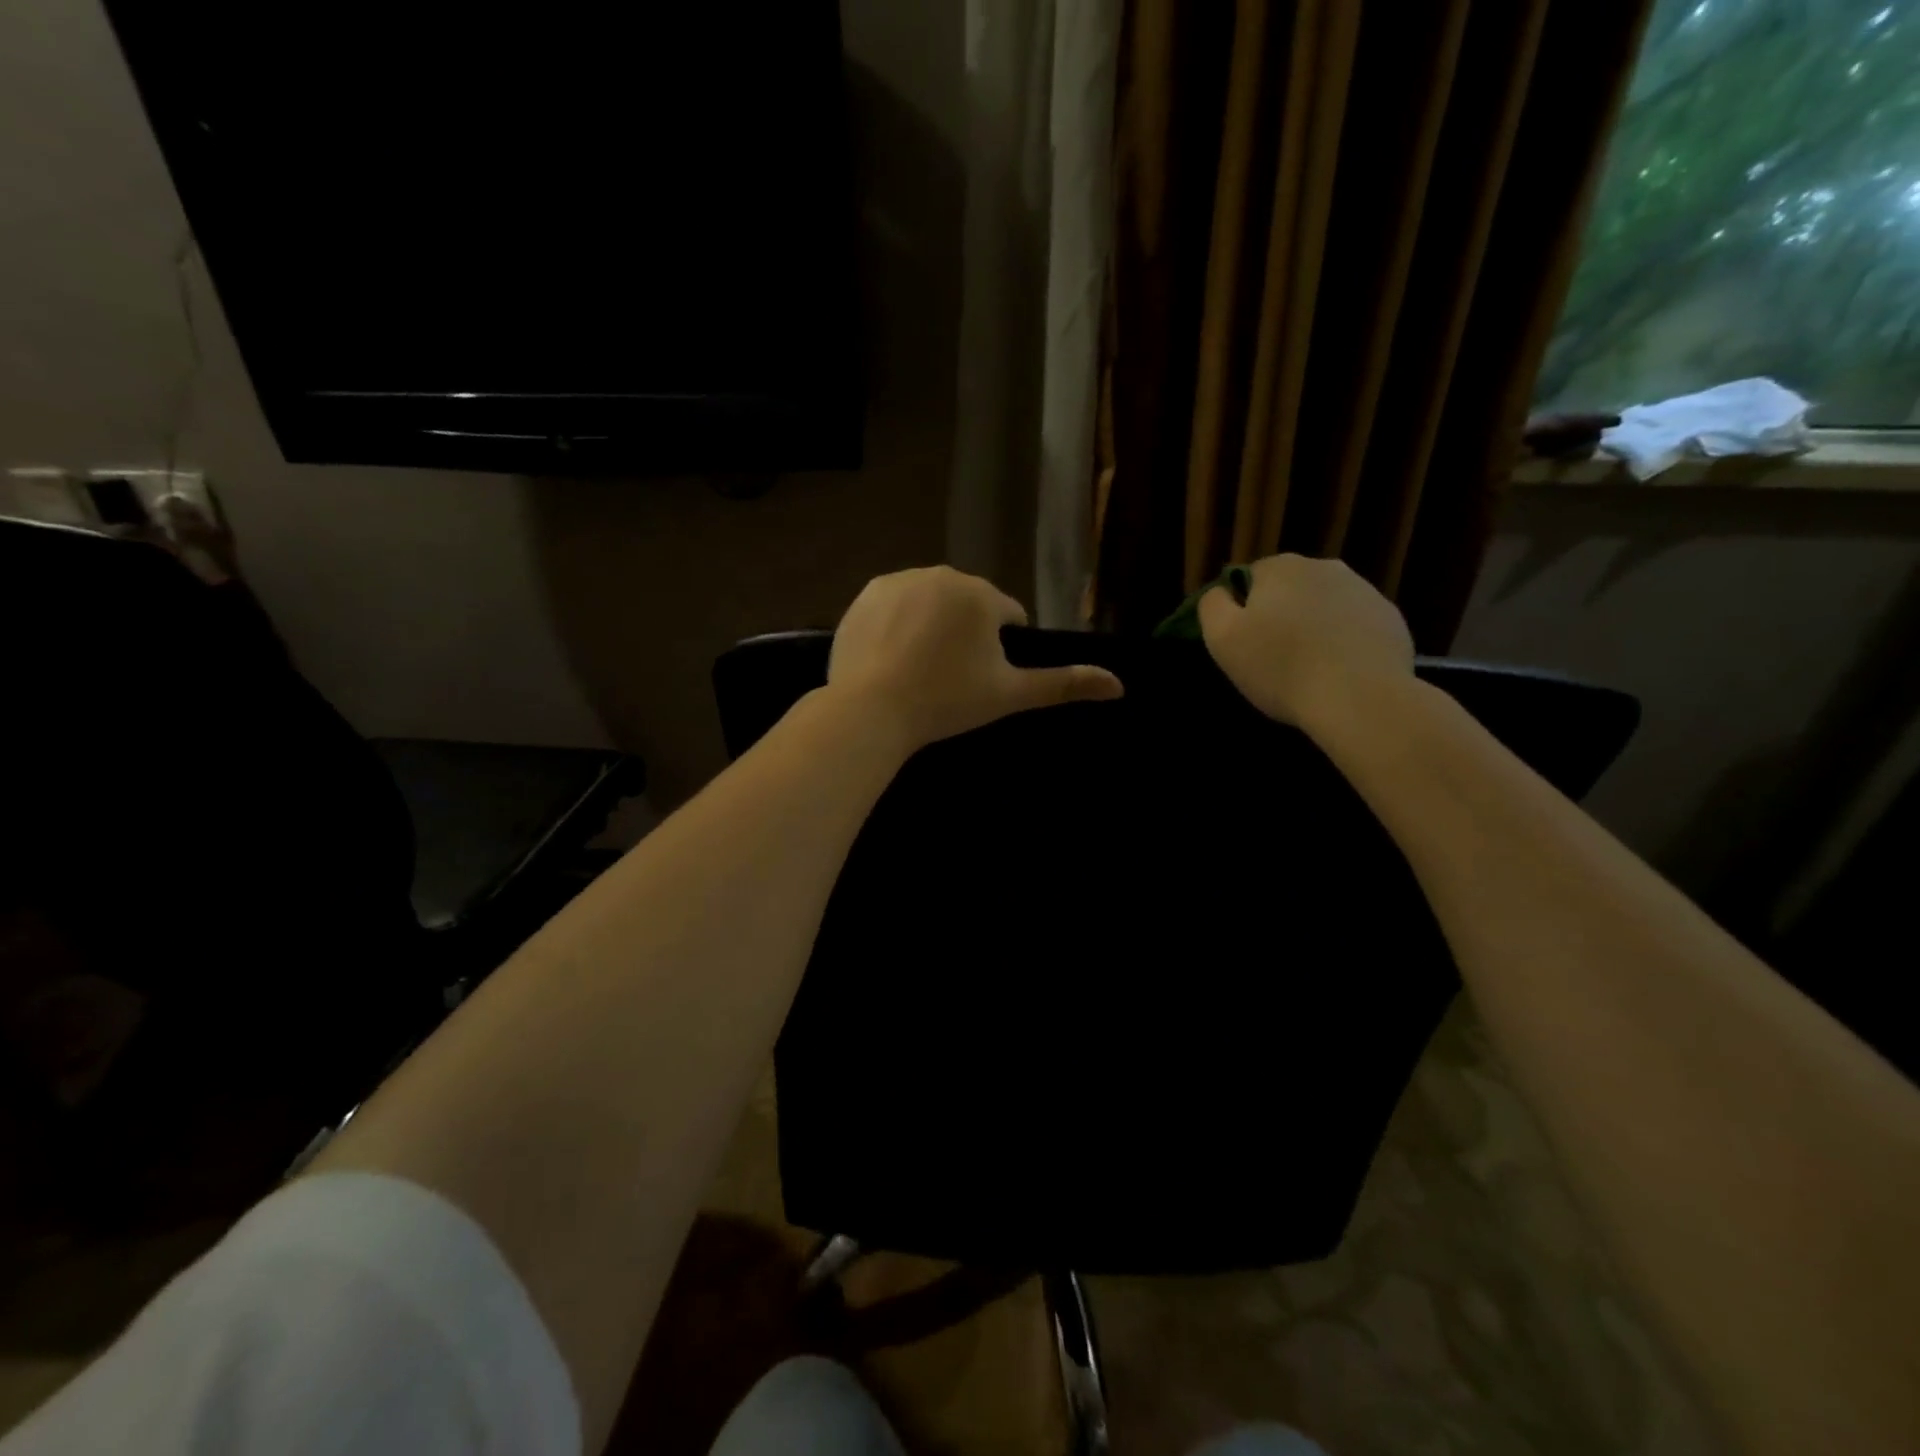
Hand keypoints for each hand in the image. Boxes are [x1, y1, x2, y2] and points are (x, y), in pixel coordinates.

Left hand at [828, 566, 1123, 749]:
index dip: (1000, 647)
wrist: (871, 709)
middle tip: (949, 676)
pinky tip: (892, 655)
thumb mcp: (1009, 695)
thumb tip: (1119, 685)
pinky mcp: (866, 594)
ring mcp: (899, 580)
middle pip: (968, 604)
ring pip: (931, 601)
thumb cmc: (947, 701)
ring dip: (933, 625)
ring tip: (920, 667)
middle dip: (966, 632)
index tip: (981, 677)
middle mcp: (943, 575)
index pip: (1007, 615)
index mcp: (982, 595)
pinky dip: (898, 623)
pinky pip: (895, 604)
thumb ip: (1064, 684)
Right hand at [1199, 554, 1413, 728]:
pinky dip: (1344, 642)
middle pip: (1290, 589)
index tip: (1244, 642)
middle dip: (1280, 615)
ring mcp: (1365, 591)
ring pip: (1324, 606)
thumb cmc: (1280, 668)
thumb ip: (1212, 605)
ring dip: (1313, 627)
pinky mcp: (1391, 619)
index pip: (1249, 578)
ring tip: (1309, 668)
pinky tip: (1339, 672)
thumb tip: (1221, 591)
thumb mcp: (1222, 639)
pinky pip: (1355, 626)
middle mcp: (1325, 567)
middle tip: (1274, 657)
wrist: (1360, 698)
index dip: (1242, 609)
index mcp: (1281, 568)